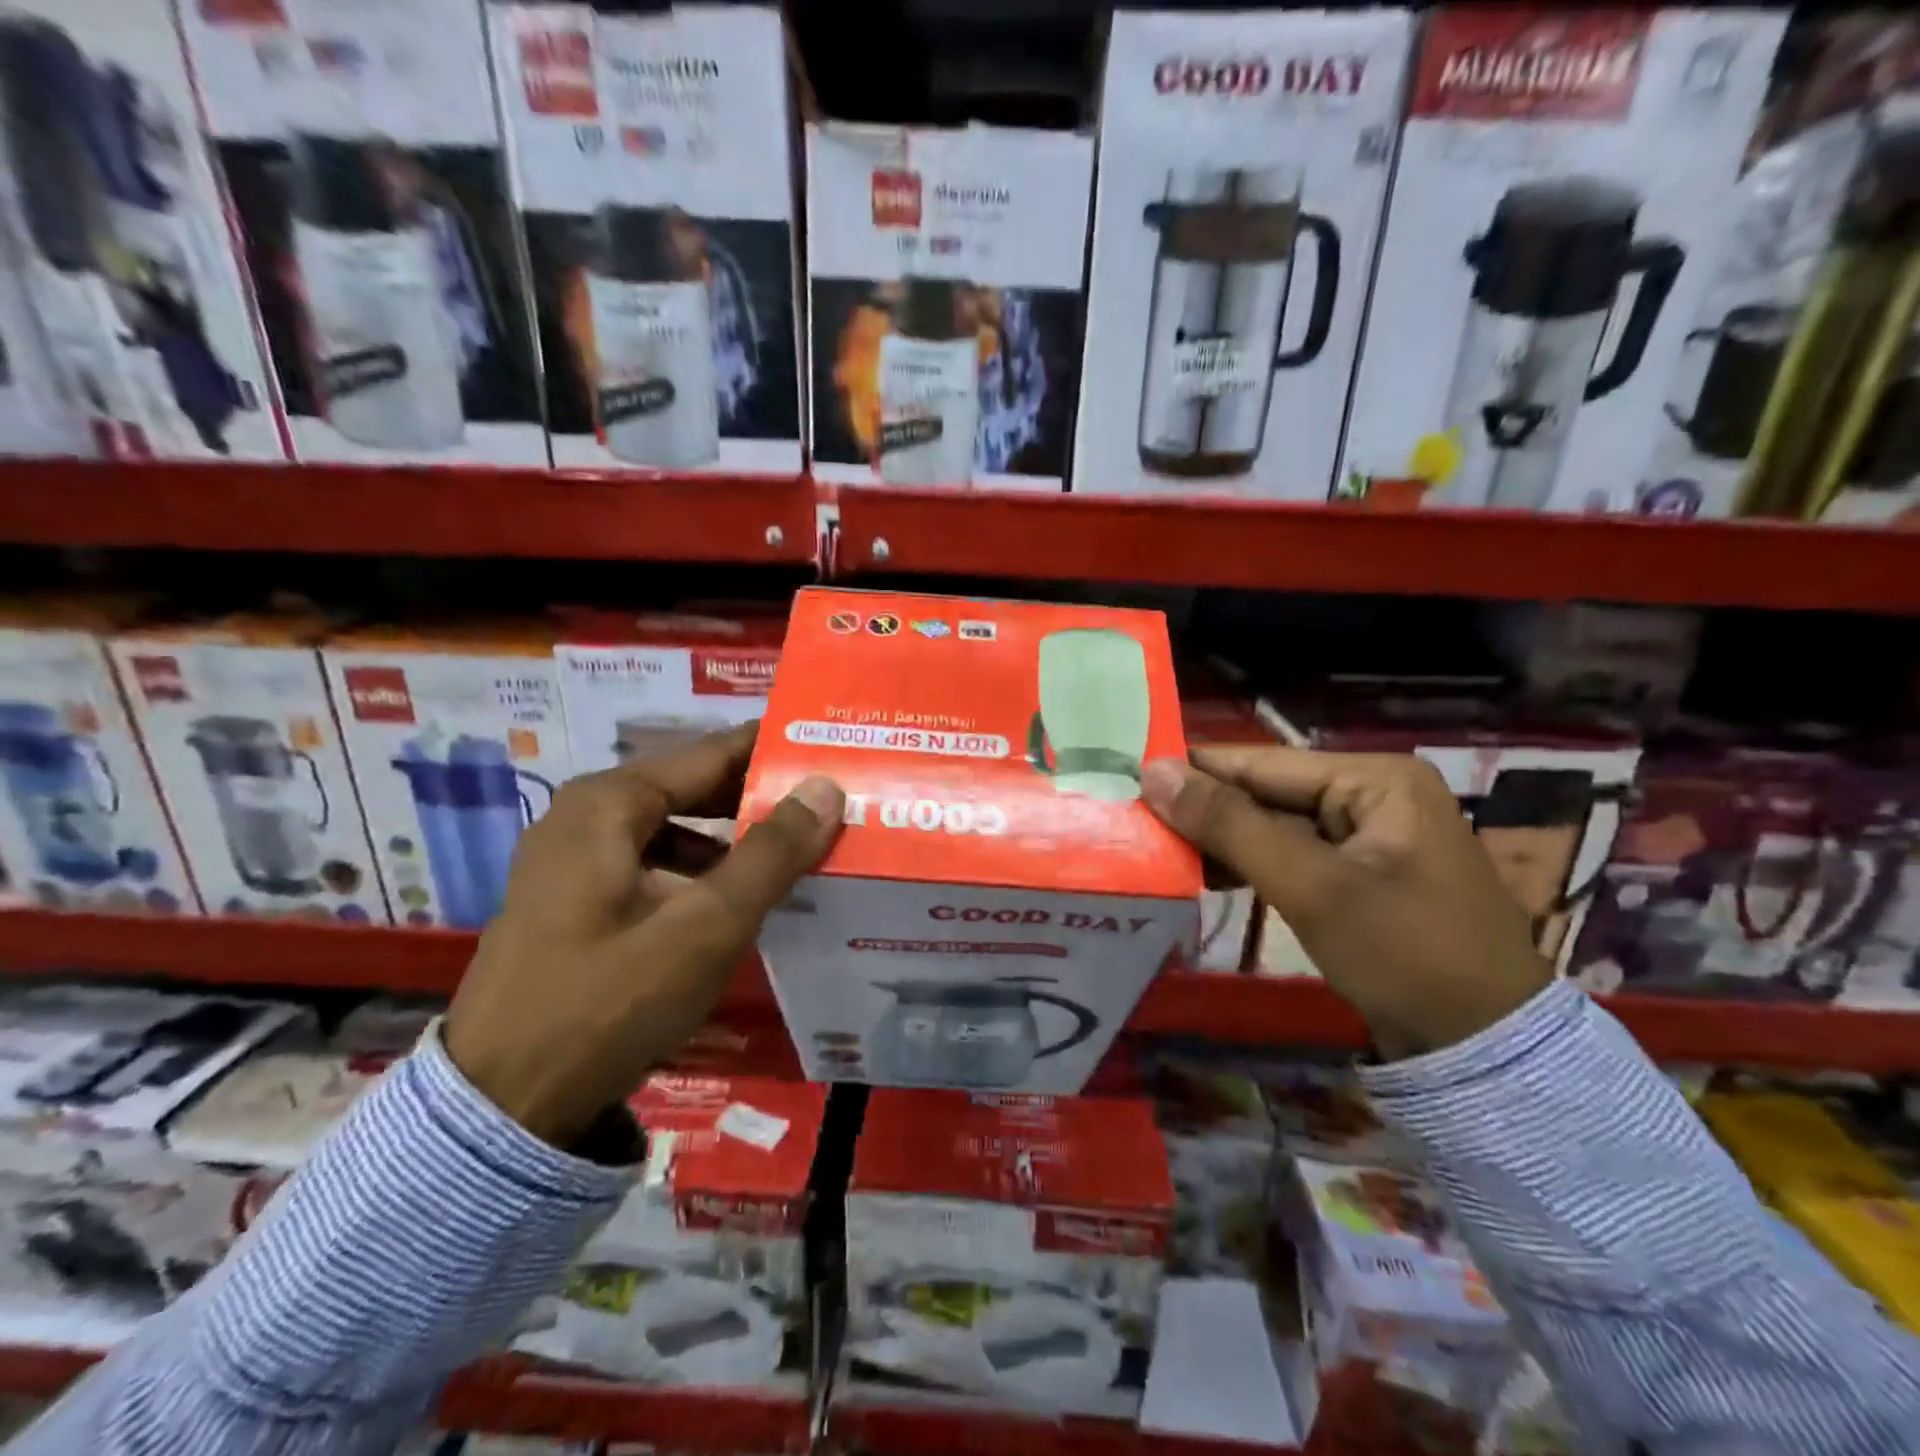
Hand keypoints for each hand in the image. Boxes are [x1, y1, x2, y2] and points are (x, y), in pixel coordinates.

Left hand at [444, 723, 843, 1147]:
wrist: (498, 1111)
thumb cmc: (607, 1004)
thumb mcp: (705, 928)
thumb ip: (771, 854)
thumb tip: (826, 788)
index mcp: (608, 803)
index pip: (712, 753)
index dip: (773, 751)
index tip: (831, 749)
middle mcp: (584, 816)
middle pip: (691, 788)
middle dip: (758, 796)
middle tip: (828, 803)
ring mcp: (571, 861)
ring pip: (673, 828)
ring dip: (732, 836)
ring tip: (795, 849)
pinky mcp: (571, 903)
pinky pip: (652, 863)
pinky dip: (699, 870)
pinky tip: (735, 898)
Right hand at [1141, 748, 1550, 1060]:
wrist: (1488, 1051)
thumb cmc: (1403, 952)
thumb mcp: (1310, 885)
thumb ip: (1230, 825)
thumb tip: (1154, 771)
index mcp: (1375, 778)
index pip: (1262, 764)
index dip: (1194, 770)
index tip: (1128, 776)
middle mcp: (1372, 795)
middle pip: (1266, 793)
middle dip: (1205, 810)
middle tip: (1134, 820)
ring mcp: (1368, 837)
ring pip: (1273, 826)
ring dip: (1221, 840)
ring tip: (1157, 849)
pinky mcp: (1359, 876)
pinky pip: (1290, 856)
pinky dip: (1249, 865)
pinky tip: (1204, 875)